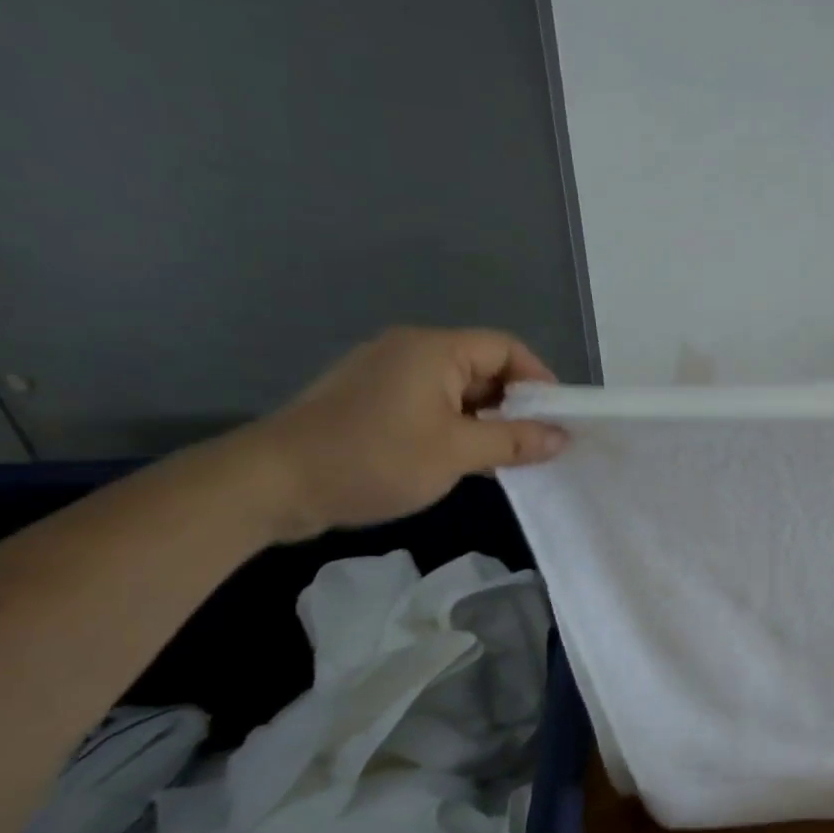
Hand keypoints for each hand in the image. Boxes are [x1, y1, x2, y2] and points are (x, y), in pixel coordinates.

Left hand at [238, 327, 568, 540]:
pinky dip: (454, 425)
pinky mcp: (368, 400)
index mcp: (434, 349)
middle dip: (513, 404)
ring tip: (502, 457)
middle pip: (482, 366)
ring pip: (455, 389)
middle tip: (534, 443)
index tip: (557, 418)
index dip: (538, 380)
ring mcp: (384, 374)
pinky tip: (460, 458)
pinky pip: (428, 403)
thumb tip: (563, 438)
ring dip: (484, 419)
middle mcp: (410, 350)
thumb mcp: (455, 453)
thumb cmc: (372, 458)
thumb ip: (514, 442)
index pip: (506, 348)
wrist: (271, 484)